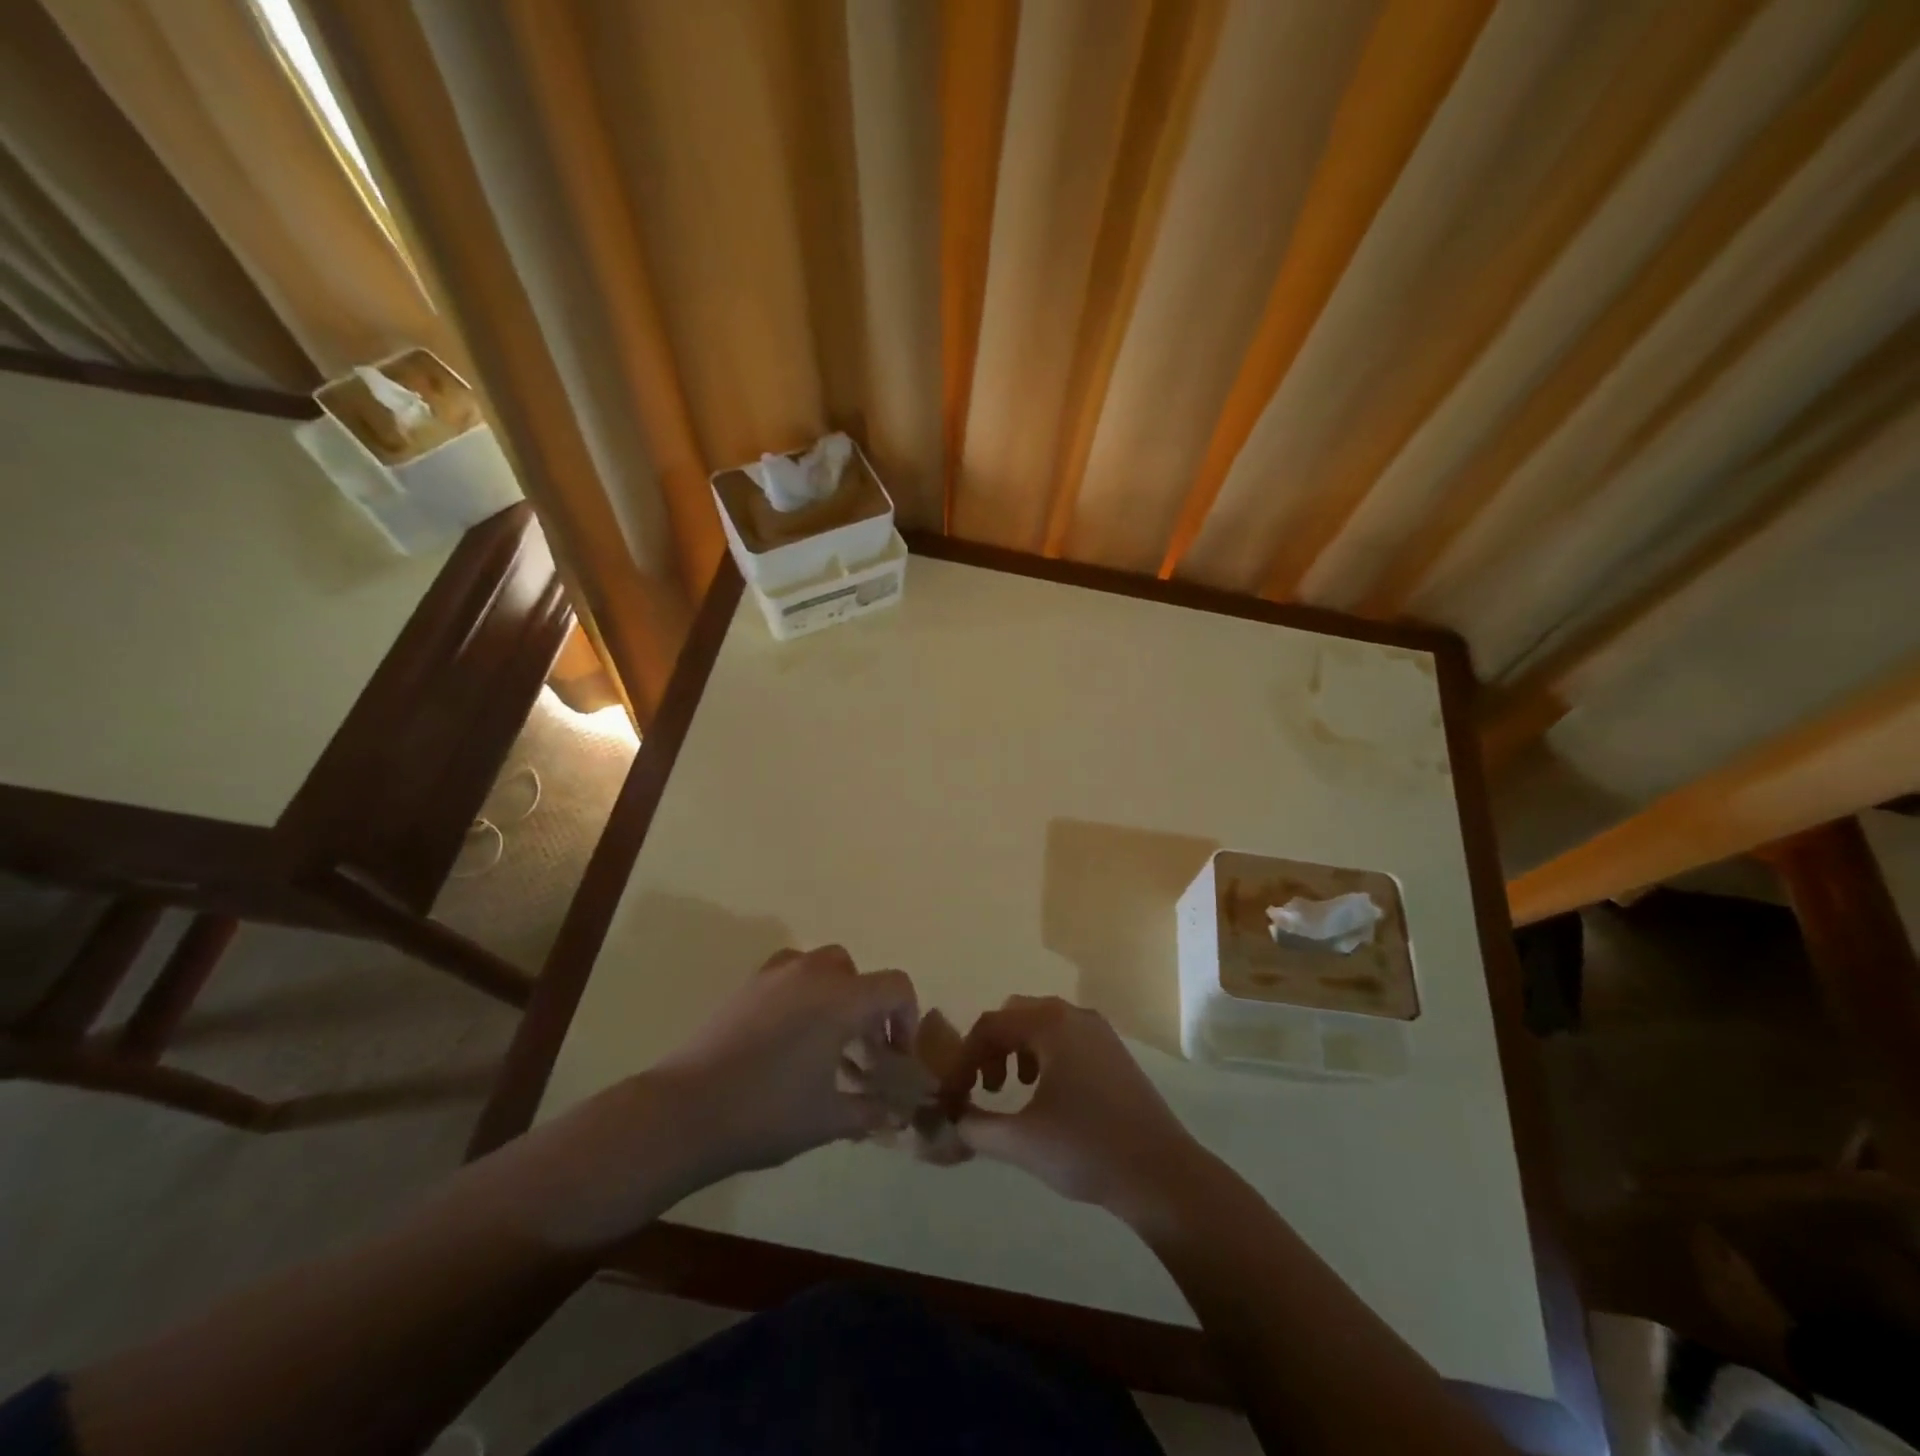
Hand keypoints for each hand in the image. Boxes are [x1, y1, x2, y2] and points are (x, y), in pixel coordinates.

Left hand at [652, 945, 917, 1180]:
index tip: (896, 1056)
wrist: (685, 1112)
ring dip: (834, 995)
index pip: (895, 987)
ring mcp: (774, 975)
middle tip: (861, 1050)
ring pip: (820, 967)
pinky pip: (788, 974)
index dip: (907, 1018)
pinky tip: (788, 1037)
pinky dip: (801, 993)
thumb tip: (894, 1114)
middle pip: (857, 973)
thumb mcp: (828, 1119)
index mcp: (841, 999)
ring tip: (824, 1042)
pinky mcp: (745, 987)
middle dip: (868, 1006)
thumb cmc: (767, 1113)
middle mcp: (812, 973)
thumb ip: (869, 1111)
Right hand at [941, 996, 1210, 1222]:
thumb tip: (951, 1120)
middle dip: (990, 1048)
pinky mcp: (1113, 1052)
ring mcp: (1098, 1031)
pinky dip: (1043, 1055)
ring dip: (1016, 1050)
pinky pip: (1065, 1037)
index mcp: (1050, 1024)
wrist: (1161, 1174)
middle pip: (1015, 1015)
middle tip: (984, 1088)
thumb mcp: (1021, 1141)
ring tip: (1012, 1090)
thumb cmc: (1086, 1149)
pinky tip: (1047, 1094)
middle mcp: (1074, 1015)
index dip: (963, 1059)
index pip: (990, 1026)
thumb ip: (976, 1127)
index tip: (952, 1096)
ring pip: (1041, 1024)